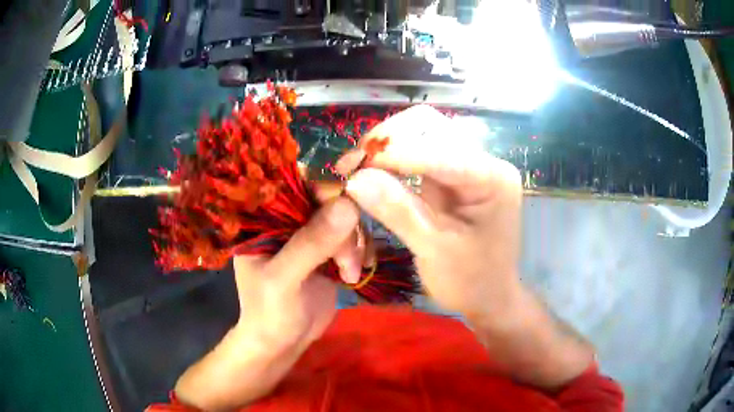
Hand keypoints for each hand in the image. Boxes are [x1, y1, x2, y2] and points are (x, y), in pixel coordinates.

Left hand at [175, 198, 361, 409]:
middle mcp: (288, 218)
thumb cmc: (269, 313)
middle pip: (328, 197)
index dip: (325, 181)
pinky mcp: (329, 250)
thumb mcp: (283, 280)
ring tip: (349, 272)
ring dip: (354, 244)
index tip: (355, 191)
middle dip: (345, 226)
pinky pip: (354, 236)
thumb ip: (311, 244)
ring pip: (346, 217)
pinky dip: (361, 251)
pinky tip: (355, 273)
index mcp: (265, 217)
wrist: (283, 343)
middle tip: (346, 260)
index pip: (295, 181)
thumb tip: (348, 204)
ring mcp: (310, 233)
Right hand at [338, 105, 523, 318]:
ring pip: (421, 132)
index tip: (351, 167)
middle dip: (388, 140)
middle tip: (354, 165)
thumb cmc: (471, 281)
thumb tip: (354, 179)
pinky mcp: (453, 172)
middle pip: (430, 125)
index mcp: (492, 177)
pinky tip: (375, 170)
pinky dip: (393, 156)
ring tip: (360, 167)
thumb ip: (398, 211)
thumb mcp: (434, 250)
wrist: (489, 295)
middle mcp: (483, 160)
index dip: (393, 154)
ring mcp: (468, 163)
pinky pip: (418, 150)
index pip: (439, 151)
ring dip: (387, 144)